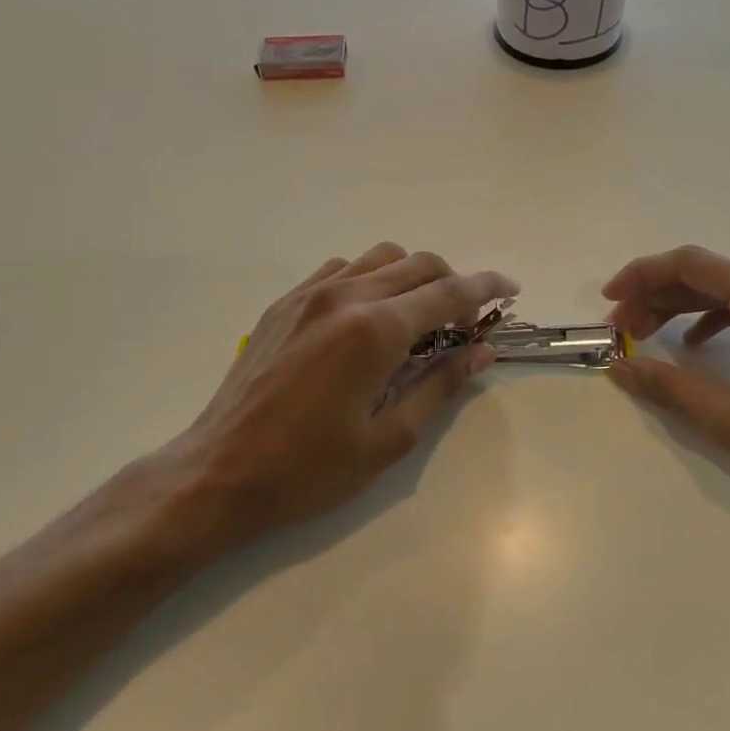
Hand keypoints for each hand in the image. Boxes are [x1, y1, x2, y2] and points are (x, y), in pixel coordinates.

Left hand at [155, 243, 517, 552]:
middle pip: (418, 264)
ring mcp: (309, 294)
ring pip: (379, 258)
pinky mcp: (284, 303)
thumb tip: (482, 352)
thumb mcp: (389, 439)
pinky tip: (367, 316)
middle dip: (453, 283)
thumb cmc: (308, 469)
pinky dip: (370, 279)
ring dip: (412, 276)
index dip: (487, 289)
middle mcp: (345, 296)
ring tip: (419, 317)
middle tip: (466, 321)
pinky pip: (341, 269)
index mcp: (375, 330)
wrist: (218, 472)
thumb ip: (441, 386)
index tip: (511, 290)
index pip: (448, 293)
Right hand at [602, 246, 729, 537]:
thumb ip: (669, 387)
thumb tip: (618, 366)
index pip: (692, 265)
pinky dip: (719, 321)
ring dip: (684, 309)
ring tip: (647, 336)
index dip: (641, 277)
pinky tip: (698, 346)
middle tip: (621, 331)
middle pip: (710, 275)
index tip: (608, 303)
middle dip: (658, 298)